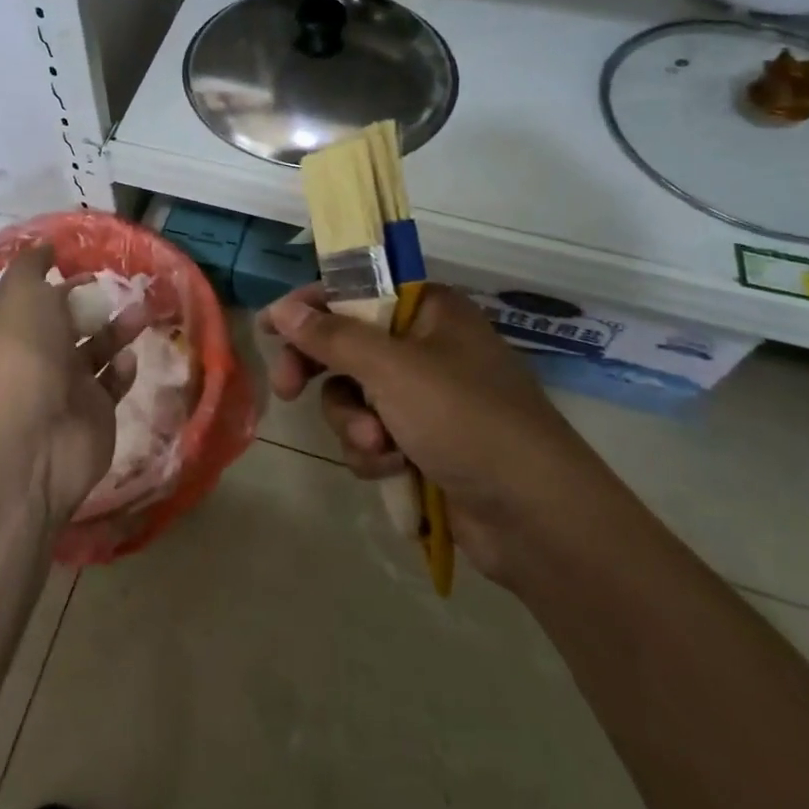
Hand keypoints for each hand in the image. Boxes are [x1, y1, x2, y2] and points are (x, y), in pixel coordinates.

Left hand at [0, 245, 144, 525]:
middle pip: (70, 324)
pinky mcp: (94, 414)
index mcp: (15, 327)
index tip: (88, 266)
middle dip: (94, 304)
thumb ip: (32, 266)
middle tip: (124, 287)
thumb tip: (45, 246)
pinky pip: (112, 385)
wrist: (36, 436)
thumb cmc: (25, 354)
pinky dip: (121, 369)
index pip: (37, 298)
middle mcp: (38, 356)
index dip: (60, 281)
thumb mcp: (21, 293)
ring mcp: (66, 388)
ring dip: (118, 330)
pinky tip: (127, 359)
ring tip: (141, 313)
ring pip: (96, 350)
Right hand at [258, 284, 610, 579]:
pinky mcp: (422, 444)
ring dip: (354, 423)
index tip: (271, 327)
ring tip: (380, 446)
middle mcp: (424, 347)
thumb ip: (332, 337)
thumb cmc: (466, 420)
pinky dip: (374, 452)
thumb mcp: (393, 370)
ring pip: (353, 397)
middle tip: (288, 389)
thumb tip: (283, 310)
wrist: (536, 518)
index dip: (310, 307)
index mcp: (428, 310)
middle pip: (346, 346)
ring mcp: (424, 399)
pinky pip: (371, 435)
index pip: (355, 291)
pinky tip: (394, 469)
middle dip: (322, 373)